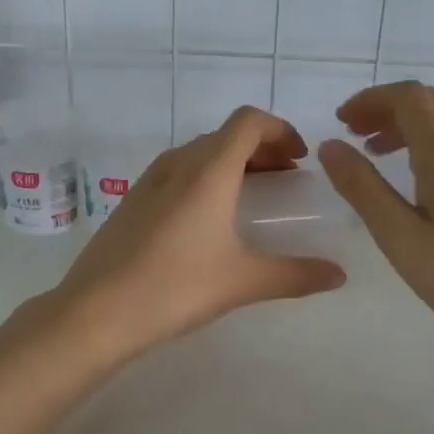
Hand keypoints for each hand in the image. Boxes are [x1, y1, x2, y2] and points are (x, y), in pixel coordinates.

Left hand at [42, 107, 345, 366]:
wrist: (95, 312)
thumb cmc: (175, 287)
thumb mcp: (242, 281)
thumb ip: (295, 274)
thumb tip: (339, 276)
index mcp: (208, 170)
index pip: (249, 121)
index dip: (280, 130)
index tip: (300, 159)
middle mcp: (178, 164)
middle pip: (226, 135)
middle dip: (262, 149)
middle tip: (286, 179)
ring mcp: (150, 180)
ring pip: (200, 153)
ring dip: (233, 163)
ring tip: (254, 197)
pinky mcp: (133, 200)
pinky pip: (179, 172)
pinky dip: (205, 178)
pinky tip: (210, 219)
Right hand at [318, 81, 433, 352]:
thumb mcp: (400, 237)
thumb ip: (362, 187)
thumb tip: (331, 145)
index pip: (407, 97)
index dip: (370, 100)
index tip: (342, 123)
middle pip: (428, 102)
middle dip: (387, 110)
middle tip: (356, 136)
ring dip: (409, 127)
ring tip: (380, 157)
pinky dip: (433, 144)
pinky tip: (422, 183)